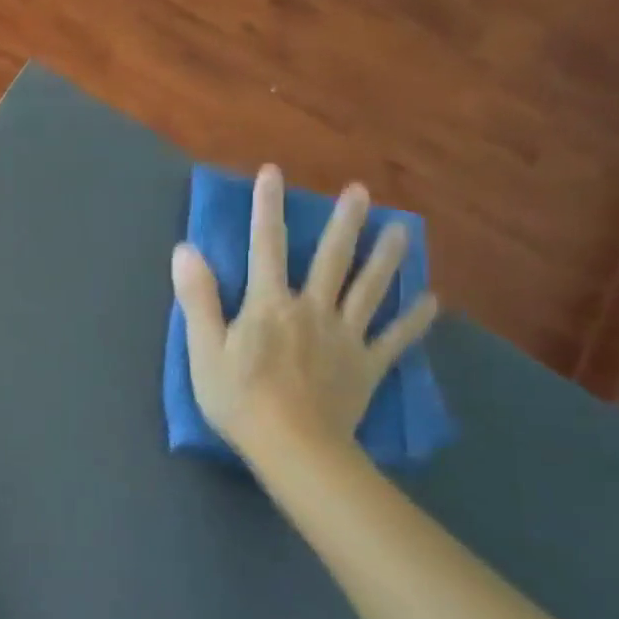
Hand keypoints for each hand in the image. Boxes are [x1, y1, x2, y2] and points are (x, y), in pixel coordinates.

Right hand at [171, 165, 438, 462]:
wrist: (292, 446)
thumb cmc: (238, 398)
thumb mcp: (204, 348)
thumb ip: (198, 297)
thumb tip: (186, 249)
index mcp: (270, 304)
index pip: (266, 246)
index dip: (267, 208)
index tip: (272, 172)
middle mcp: (312, 309)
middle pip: (331, 259)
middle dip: (344, 223)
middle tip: (361, 192)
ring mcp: (345, 336)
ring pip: (370, 289)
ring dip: (387, 257)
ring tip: (403, 229)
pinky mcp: (367, 365)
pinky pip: (395, 338)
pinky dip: (414, 320)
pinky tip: (432, 301)